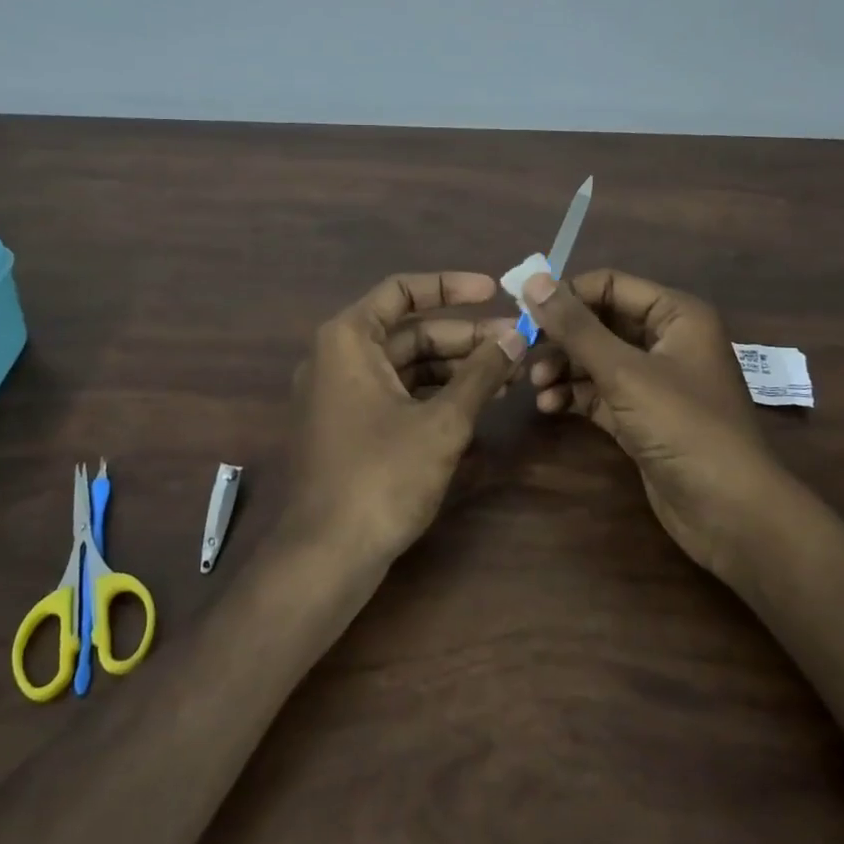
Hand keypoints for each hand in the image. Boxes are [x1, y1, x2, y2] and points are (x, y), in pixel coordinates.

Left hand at [286, 271, 526, 565]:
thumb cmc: (382, 476)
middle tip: (516, 344)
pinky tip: (478, 403)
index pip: (402, 291)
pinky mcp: (349, 427)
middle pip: (409, 332)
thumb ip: (481, 374)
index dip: (451, 287)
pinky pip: (397, 394)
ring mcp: (341, 394)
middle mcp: (338, 357)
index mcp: (349, 339)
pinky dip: (435, 394)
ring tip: (509, 376)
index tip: (495, 291)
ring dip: (456, 368)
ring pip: (406, 365)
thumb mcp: (442, 422)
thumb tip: (517, 338)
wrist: (327, 556)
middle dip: (465, 337)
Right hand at [523, 270, 782, 578]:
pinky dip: (574, 395)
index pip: (610, 285)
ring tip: (536, 384)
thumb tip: (533, 281)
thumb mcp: (624, 372)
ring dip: (563, 368)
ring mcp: (654, 380)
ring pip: (596, 359)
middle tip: (523, 351)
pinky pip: (599, 392)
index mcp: (675, 315)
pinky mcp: (641, 416)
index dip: (566, 294)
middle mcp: (666, 340)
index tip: (523, 309)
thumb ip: (576, 327)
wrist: (729, 512)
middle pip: (600, 322)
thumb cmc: (683, 427)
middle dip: (561, 336)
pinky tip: (549, 406)